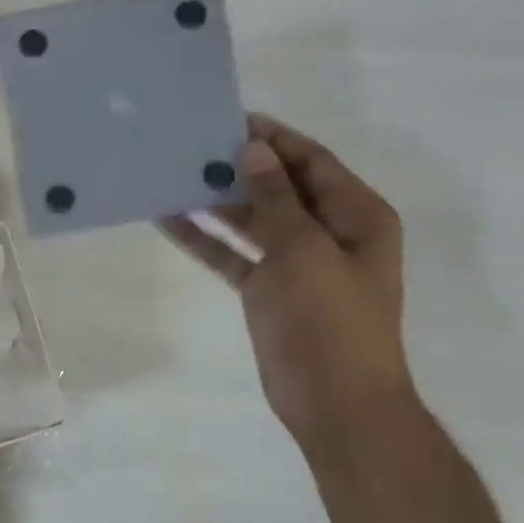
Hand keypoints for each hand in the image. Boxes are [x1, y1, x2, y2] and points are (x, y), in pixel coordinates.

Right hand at [161, 115, 414, 451]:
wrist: (335, 403)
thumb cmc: (330, 320)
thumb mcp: (304, 249)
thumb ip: (276, 197)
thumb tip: (255, 150)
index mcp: (356, 217)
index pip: (313, 162)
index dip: (275, 139)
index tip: (231, 119)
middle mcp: (328, 232)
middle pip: (279, 187)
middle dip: (240, 167)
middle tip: (192, 145)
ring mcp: (295, 263)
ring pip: (251, 220)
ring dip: (216, 201)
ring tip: (173, 173)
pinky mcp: (267, 289)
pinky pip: (232, 253)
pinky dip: (205, 238)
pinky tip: (167, 218)